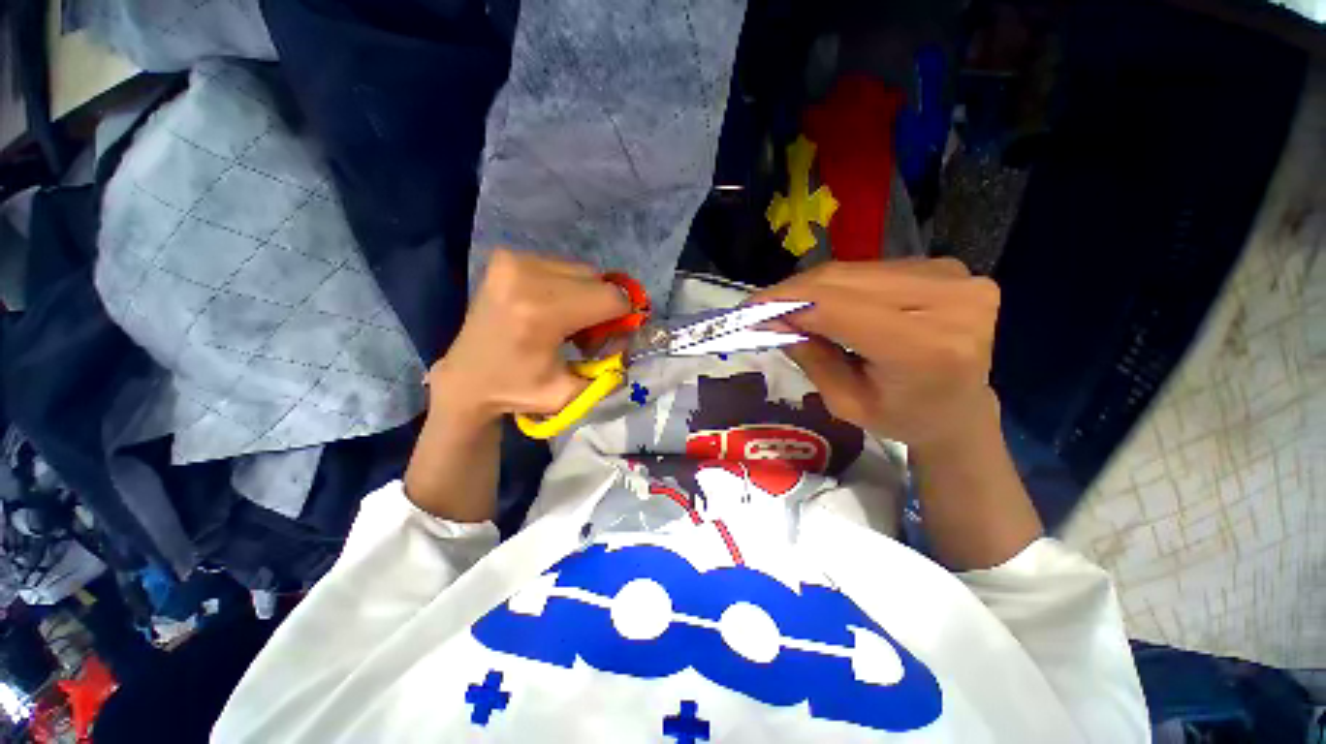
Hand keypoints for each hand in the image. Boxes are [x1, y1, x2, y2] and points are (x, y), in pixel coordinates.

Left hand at [428, 249, 630, 423]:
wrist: (466, 378)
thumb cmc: (517, 390)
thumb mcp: (571, 393)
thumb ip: (610, 373)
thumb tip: (634, 347)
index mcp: (541, 313)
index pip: (610, 298)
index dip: (622, 316)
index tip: (612, 336)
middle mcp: (526, 276)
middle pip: (598, 280)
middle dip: (604, 307)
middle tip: (588, 333)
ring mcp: (513, 261)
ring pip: (582, 270)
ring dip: (586, 295)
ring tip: (567, 321)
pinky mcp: (506, 257)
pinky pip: (561, 266)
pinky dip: (567, 286)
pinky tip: (550, 308)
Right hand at [754, 258, 1001, 452]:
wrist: (959, 409)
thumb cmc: (901, 417)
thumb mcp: (845, 402)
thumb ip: (810, 357)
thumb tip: (771, 320)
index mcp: (926, 349)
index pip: (840, 309)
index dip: (789, 304)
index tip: (749, 310)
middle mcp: (950, 302)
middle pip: (846, 282)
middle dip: (793, 292)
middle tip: (758, 306)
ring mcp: (954, 278)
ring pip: (855, 270)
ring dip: (811, 287)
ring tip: (785, 305)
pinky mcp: (947, 268)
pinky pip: (872, 270)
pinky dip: (838, 284)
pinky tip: (822, 301)